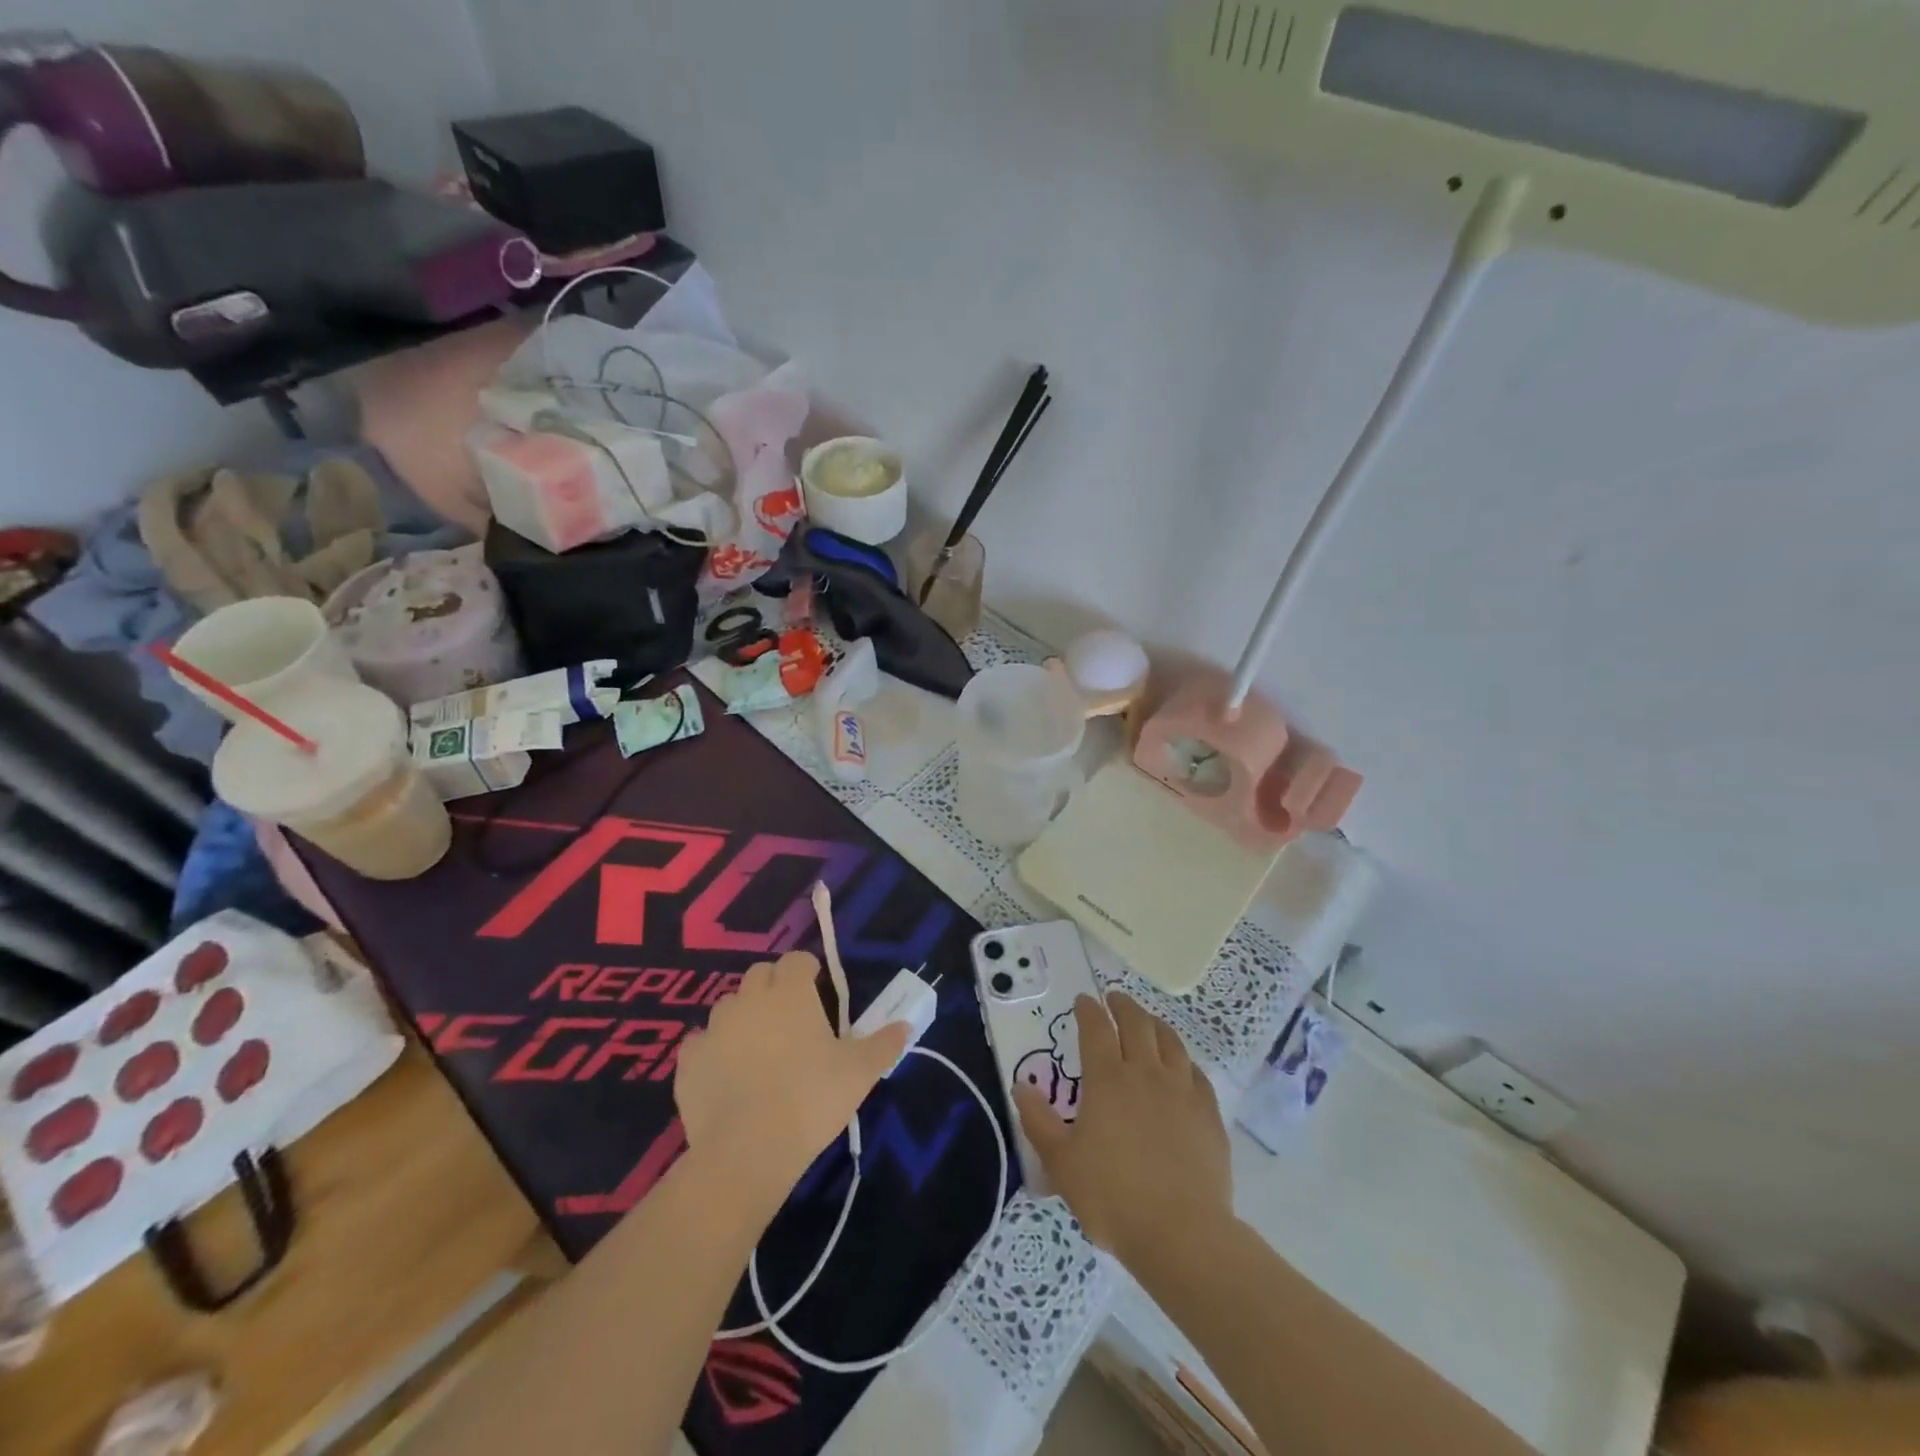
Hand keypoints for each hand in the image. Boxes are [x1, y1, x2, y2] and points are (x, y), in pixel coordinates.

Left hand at [674, 951, 907, 1216]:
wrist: (748, 1151)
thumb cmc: (811, 1099)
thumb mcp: (860, 1072)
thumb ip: (884, 1044)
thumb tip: (906, 1025)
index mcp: (789, 993)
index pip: (795, 960)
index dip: (807, 970)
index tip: (818, 989)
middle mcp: (749, 999)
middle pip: (760, 975)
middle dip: (774, 987)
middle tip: (792, 1018)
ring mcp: (713, 1029)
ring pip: (728, 1006)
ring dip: (744, 1016)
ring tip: (759, 1048)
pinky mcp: (688, 1062)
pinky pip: (700, 1043)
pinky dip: (713, 1050)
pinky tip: (726, 1073)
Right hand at [1014, 992, 1232, 1267]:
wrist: (1182, 1233)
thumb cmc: (1112, 1196)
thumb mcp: (1061, 1163)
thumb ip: (1038, 1121)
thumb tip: (1021, 1087)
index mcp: (1107, 1080)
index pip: (1096, 1029)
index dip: (1088, 1010)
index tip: (1083, 1000)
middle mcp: (1145, 1073)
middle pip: (1136, 1024)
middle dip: (1123, 1006)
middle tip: (1114, 999)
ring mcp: (1182, 1091)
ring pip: (1170, 1041)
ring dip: (1155, 1024)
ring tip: (1148, 1021)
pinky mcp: (1209, 1113)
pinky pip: (1196, 1073)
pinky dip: (1184, 1060)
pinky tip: (1182, 1066)